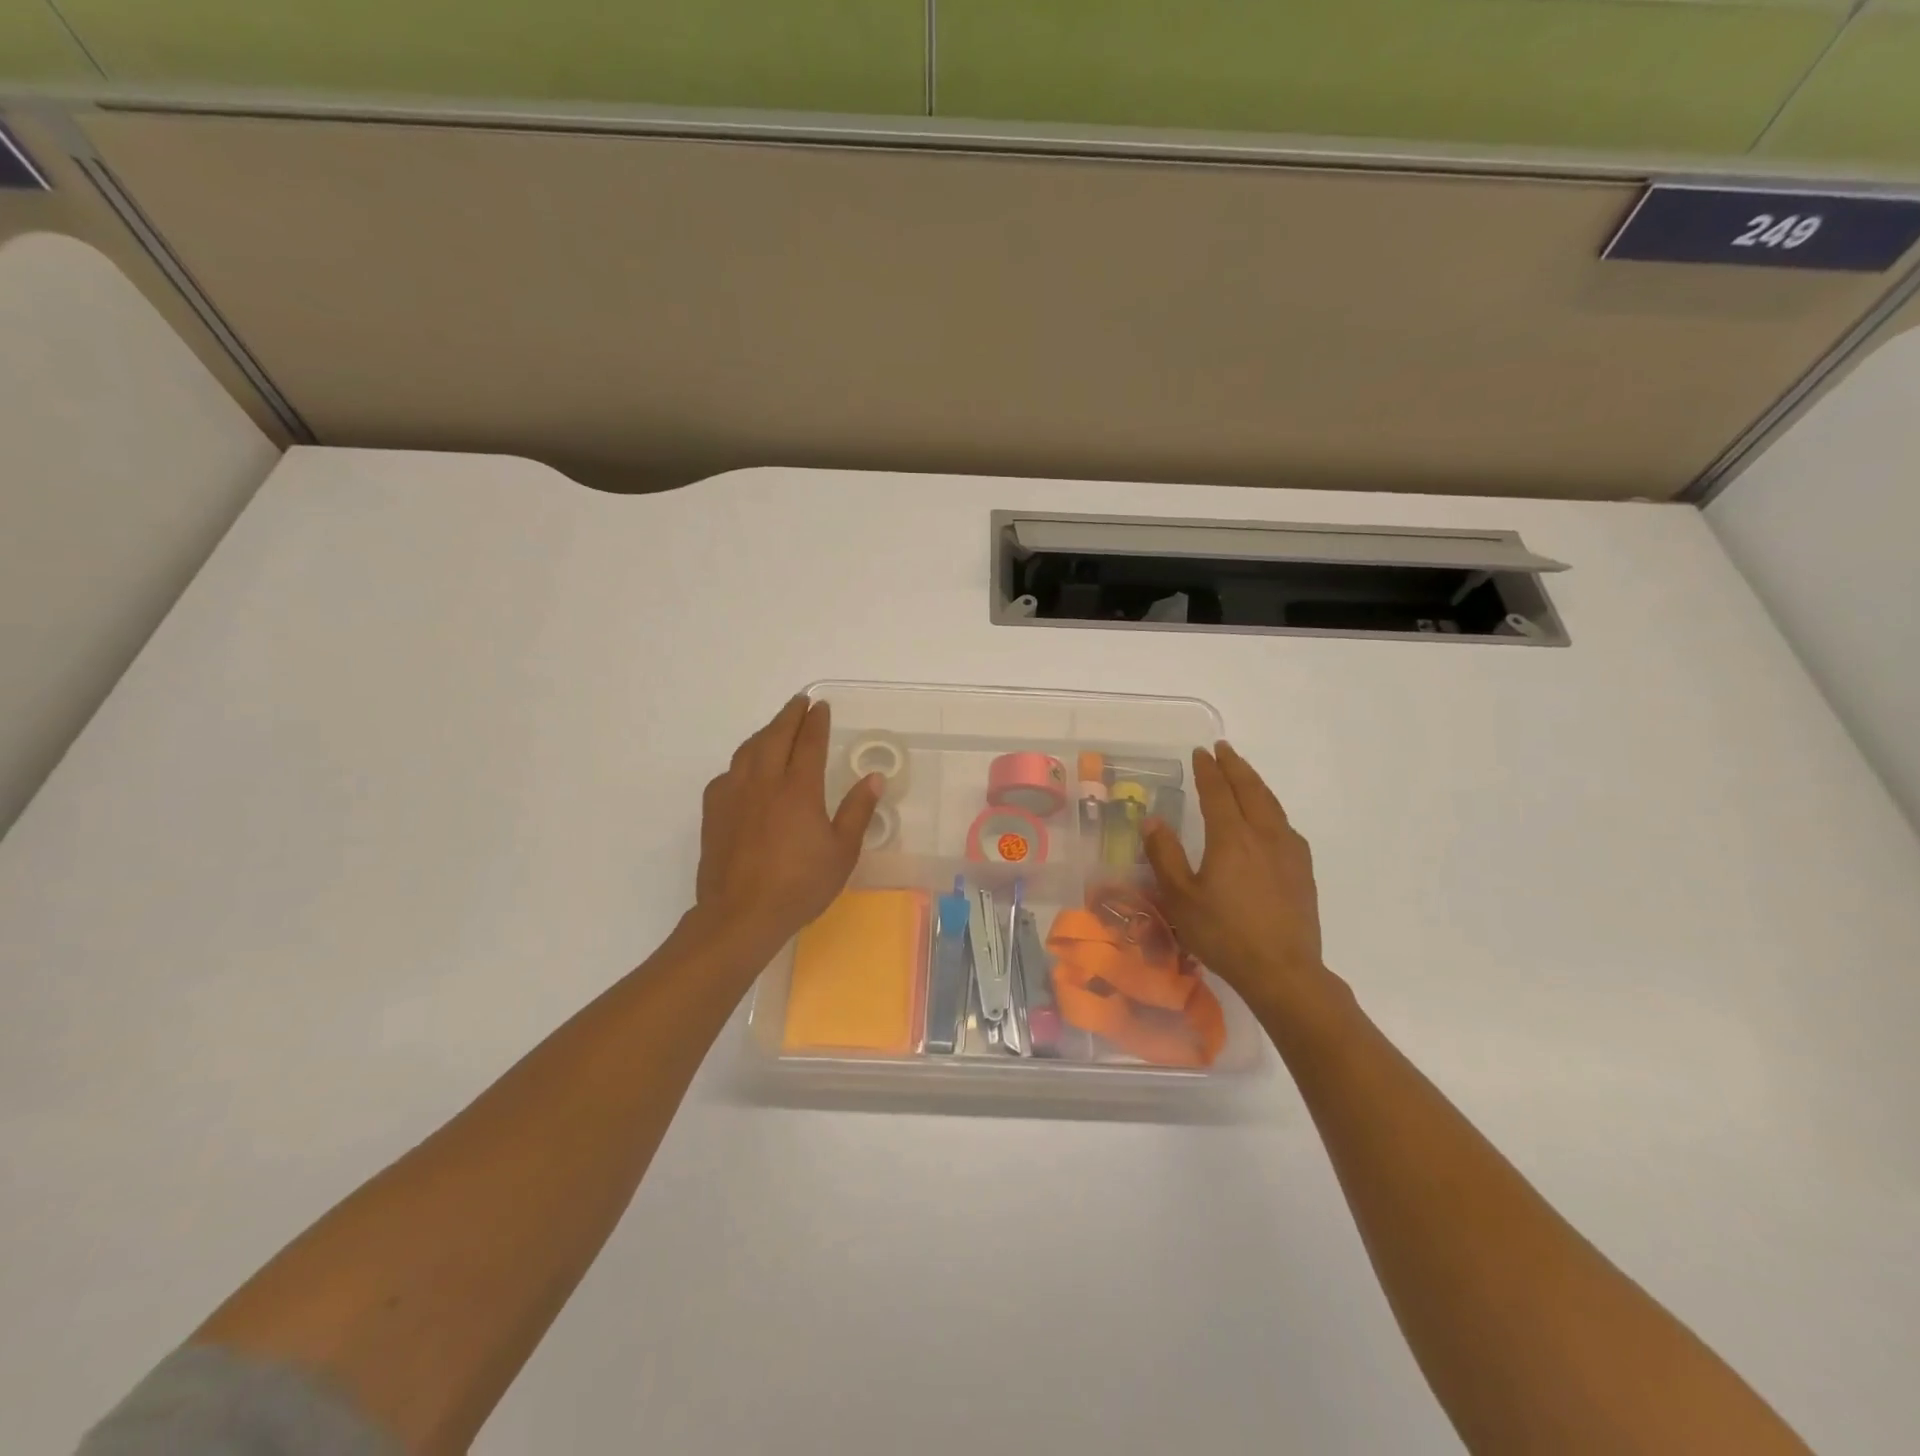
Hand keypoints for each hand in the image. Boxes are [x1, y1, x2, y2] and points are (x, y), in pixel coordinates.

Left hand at [694, 695, 880, 954]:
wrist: (741, 915)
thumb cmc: (800, 885)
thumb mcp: (841, 852)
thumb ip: (857, 811)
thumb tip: (873, 778)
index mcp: (799, 789)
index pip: (809, 742)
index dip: (816, 722)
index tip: (820, 706)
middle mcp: (764, 782)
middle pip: (775, 736)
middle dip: (789, 716)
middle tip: (799, 702)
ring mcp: (734, 794)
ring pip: (748, 750)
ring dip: (764, 733)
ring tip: (774, 728)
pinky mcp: (714, 812)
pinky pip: (728, 774)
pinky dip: (741, 762)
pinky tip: (745, 771)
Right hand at [1142, 741, 1327, 1012]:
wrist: (1283, 971)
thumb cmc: (1224, 934)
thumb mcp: (1180, 898)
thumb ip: (1164, 855)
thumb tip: (1153, 820)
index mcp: (1231, 837)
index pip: (1217, 791)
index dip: (1208, 770)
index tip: (1201, 752)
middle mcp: (1263, 834)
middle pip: (1250, 790)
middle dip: (1235, 766)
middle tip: (1223, 749)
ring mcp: (1288, 851)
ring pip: (1271, 804)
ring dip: (1255, 783)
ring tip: (1243, 774)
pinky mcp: (1303, 870)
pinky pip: (1284, 824)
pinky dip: (1270, 808)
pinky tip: (1269, 818)